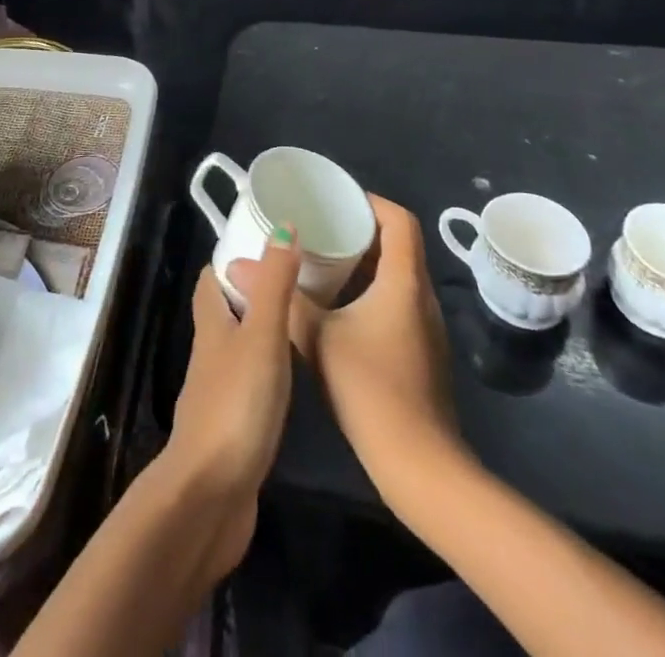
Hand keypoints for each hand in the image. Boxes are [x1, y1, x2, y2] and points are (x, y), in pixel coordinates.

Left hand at [159, 230, 300, 577]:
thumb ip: (273, 284)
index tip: (268, 243)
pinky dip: (268, 370)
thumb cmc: (236, 404)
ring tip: (303, 320)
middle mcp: (210, 351)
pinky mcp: (232, 426)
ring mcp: (219, 390)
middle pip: (226, 309)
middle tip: (297, 279)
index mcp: (212, 323)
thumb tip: (282, 224)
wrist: (210, 496)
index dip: (234, 258)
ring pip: (238, 346)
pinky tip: (293, 377)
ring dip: (263, 330)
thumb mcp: (262, 335)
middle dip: (254, 291)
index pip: (213, 278)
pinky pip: (249, 383)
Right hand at [290, 195, 463, 501]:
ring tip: (321, 259)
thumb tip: (238, 266)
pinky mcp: (421, 350)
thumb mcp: (318, 338)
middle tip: (319, 226)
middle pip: (399, 244)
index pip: (400, 220)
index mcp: (404, 281)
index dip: (370, 202)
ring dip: (364, 262)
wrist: (419, 466)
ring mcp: (425, 326)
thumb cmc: (371, 389)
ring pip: (397, 275)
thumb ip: (282, 298)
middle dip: (360, 229)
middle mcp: (422, 296)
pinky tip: (338, 306)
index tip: (335, 199)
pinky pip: (397, 301)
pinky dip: (370, 290)